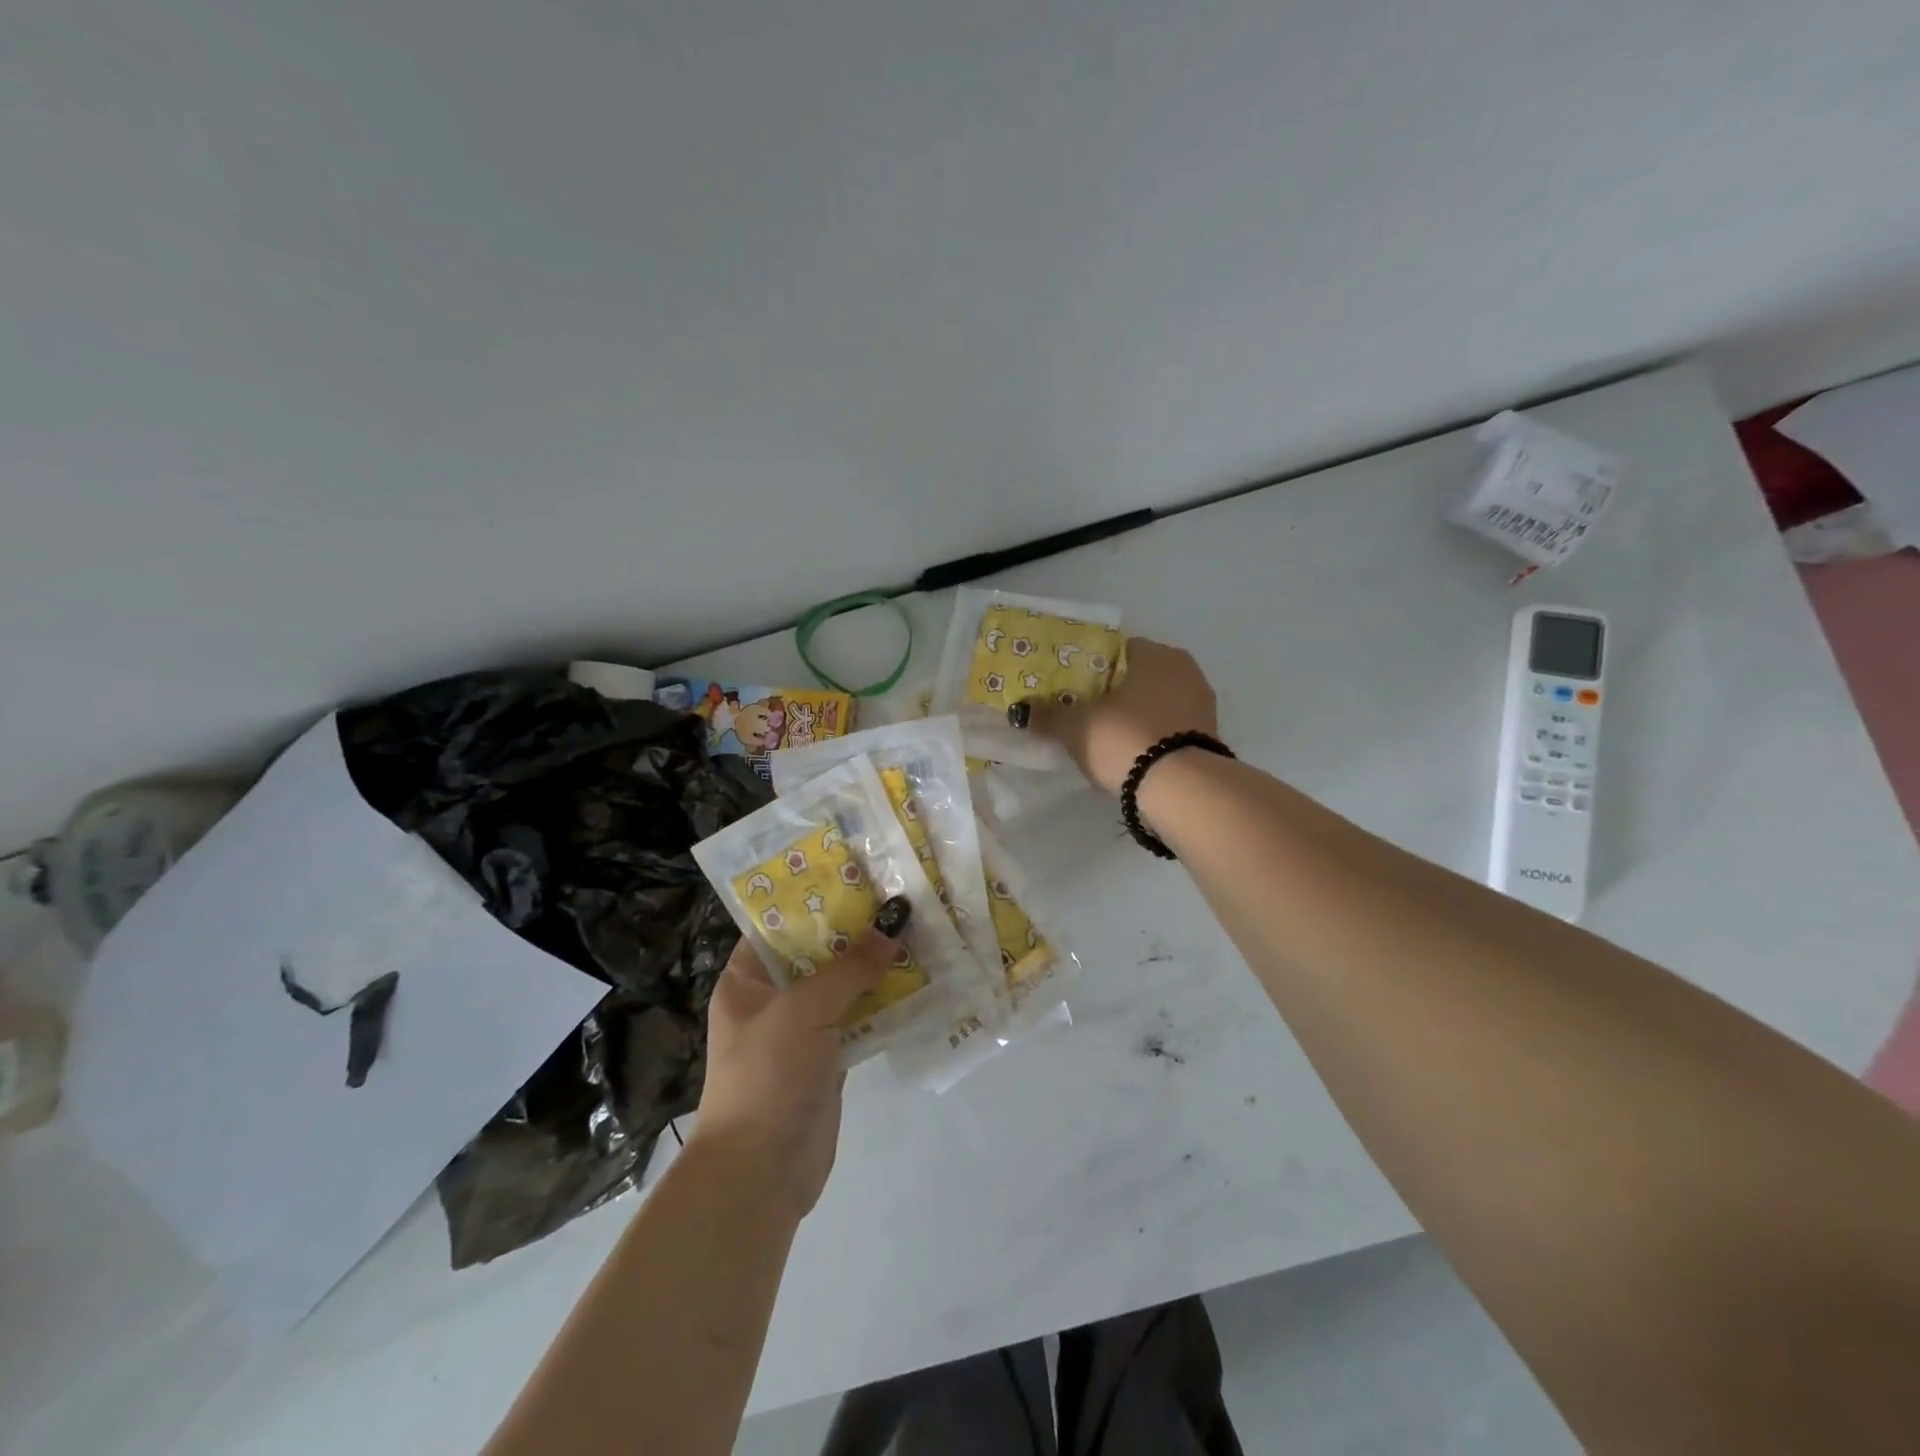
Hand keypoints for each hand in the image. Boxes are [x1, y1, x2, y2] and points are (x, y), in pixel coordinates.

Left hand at [688, 900, 906, 1222]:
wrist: (761, 1174)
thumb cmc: (767, 1075)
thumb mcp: (804, 1010)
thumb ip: (851, 967)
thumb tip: (894, 922)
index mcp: (747, 980)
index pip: (778, 925)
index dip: (815, 899)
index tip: (857, 874)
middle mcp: (772, 999)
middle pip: (818, 954)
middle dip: (856, 931)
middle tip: (900, 897)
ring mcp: (802, 1031)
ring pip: (843, 987)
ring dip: (876, 966)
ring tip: (918, 930)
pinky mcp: (830, 1059)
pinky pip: (860, 1019)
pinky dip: (885, 1003)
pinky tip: (919, 981)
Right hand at [1013, 637, 1218, 794]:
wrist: (1181, 790)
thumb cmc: (1126, 739)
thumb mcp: (1076, 727)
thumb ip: (1048, 715)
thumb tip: (1021, 710)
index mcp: (1156, 654)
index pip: (1116, 651)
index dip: (1089, 668)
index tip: (1070, 688)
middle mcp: (1185, 670)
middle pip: (1137, 677)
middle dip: (1111, 694)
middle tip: (1082, 713)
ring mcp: (1202, 705)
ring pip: (1155, 704)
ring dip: (1132, 717)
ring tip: (1103, 738)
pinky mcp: (1208, 739)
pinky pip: (1169, 729)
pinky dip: (1150, 737)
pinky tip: (1130, 755)